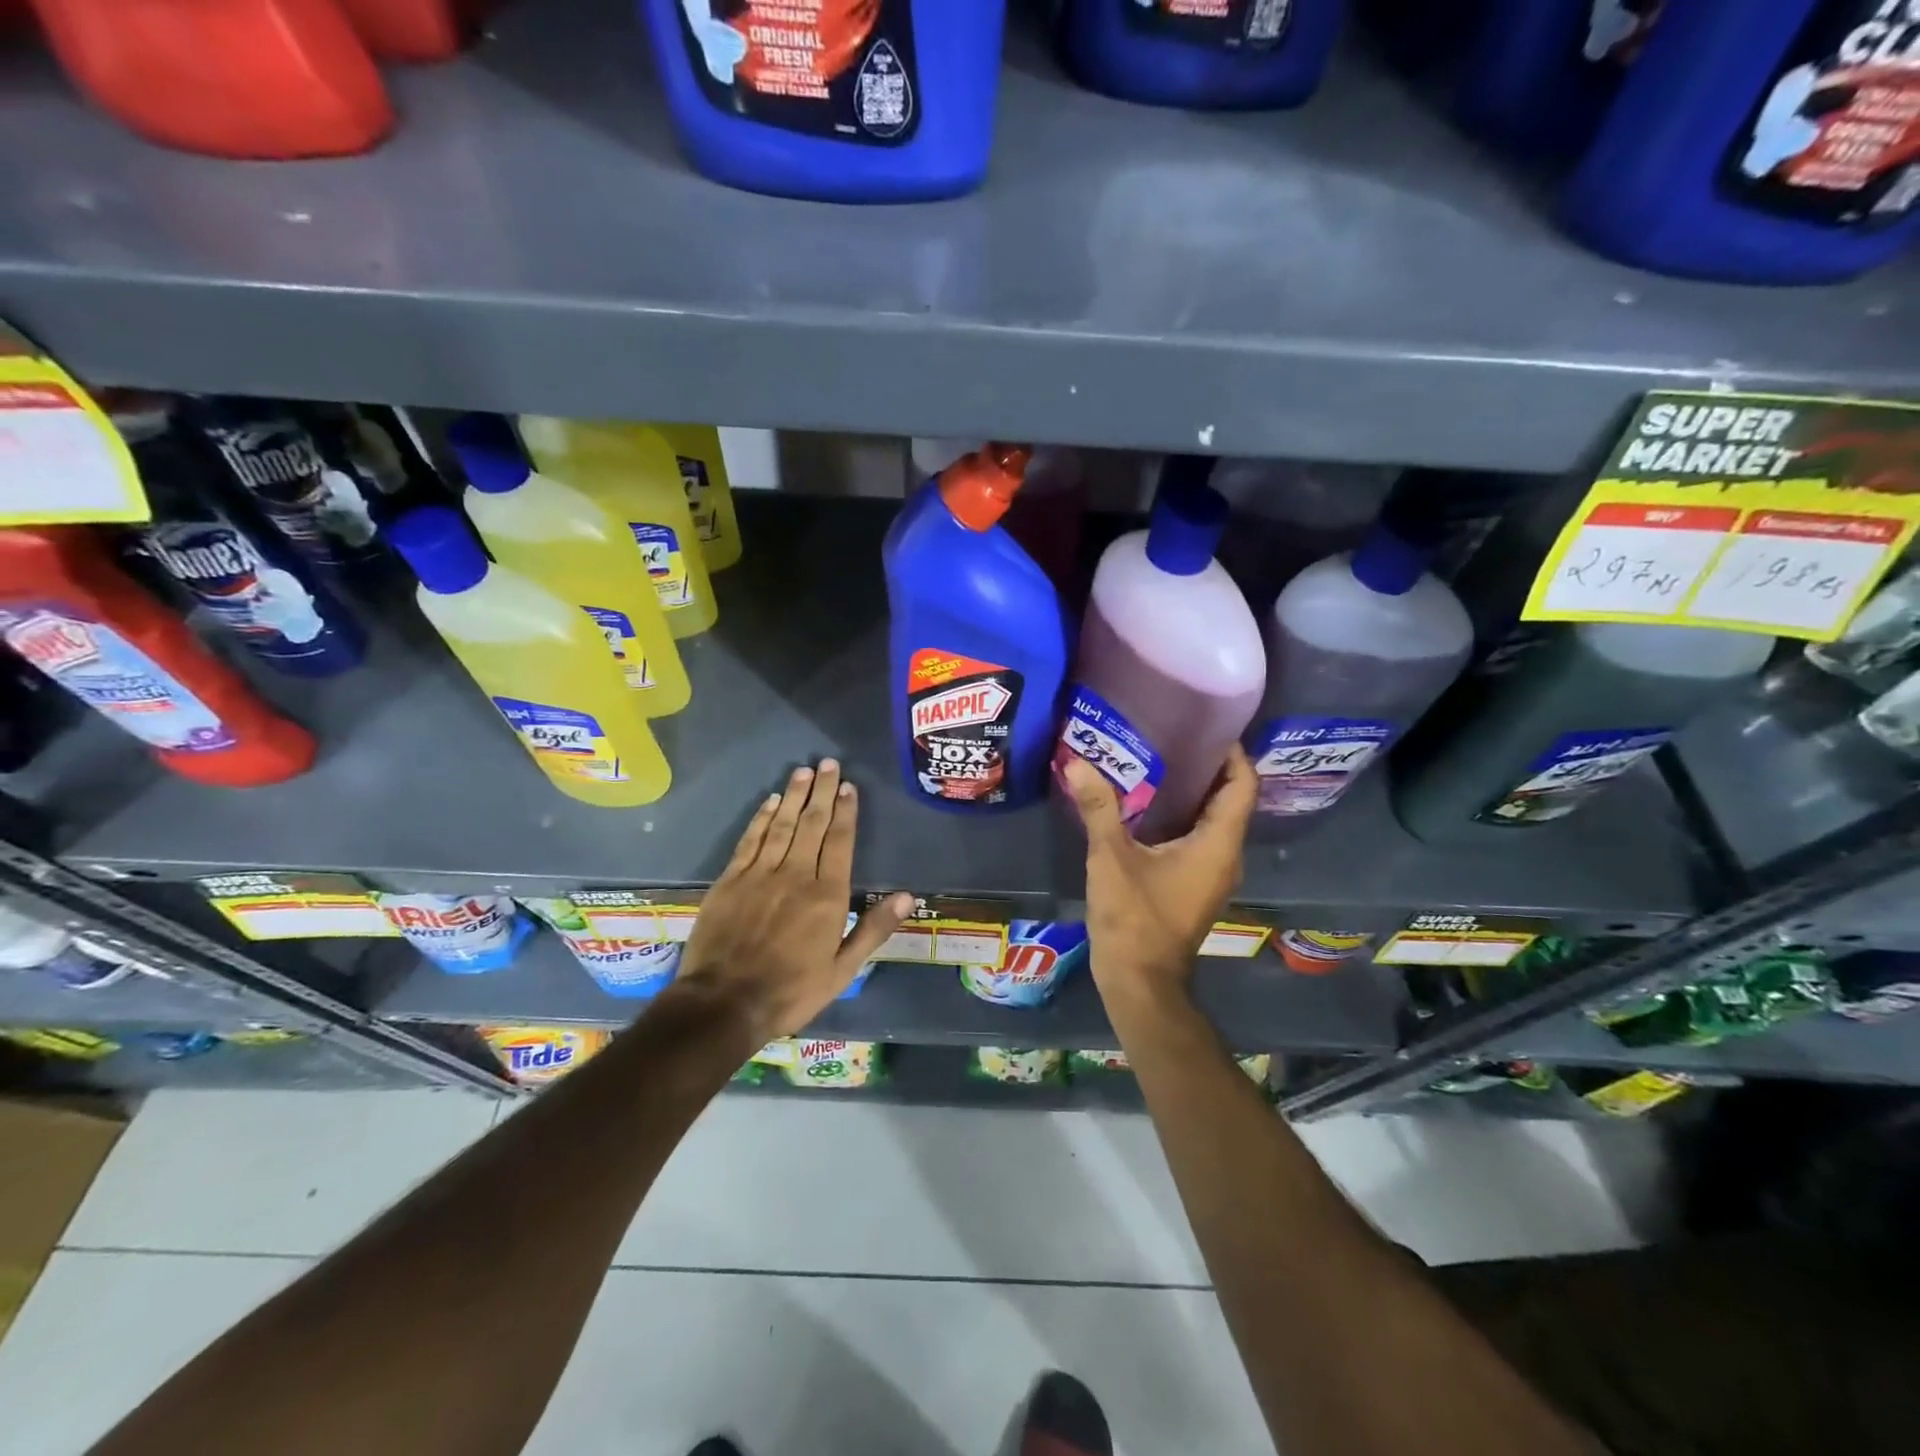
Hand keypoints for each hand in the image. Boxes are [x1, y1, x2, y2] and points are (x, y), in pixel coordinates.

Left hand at [674, 759, 912, 1042]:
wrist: (724, 1003)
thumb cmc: (791, 991)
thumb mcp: (842, 969)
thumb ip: (873, 928)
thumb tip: (908, 896)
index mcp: (828, 895)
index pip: (841, 841)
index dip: (847, 812)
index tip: (849, 787)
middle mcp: (796, 874)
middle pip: (813, 824)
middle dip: (823, 792)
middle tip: (828, 764)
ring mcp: (760, 874)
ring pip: (782, 824)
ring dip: (794, 795)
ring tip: (804, 771)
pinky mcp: (731, 880)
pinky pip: (751, 839)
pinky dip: (762, 817)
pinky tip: (770, 801)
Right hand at [1063, 746, 1256, 1009]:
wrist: (1140, 981)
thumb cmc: (1134, 918)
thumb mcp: (1111, 858)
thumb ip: (1098, 808)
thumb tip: (1077, 762)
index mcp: (1218, 844)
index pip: (1243, 785)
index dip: (1233, 754)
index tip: (1207, 726)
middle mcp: (1226, 856)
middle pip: (1230, 800)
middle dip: (1208, 766)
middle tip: (1174, 734)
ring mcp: (1213, 874)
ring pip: (1214, 820)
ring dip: (1194, 792)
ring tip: (1159, 759)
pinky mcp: (1196, 885)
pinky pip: (1200, 838)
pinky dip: (1183, 816)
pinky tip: (1149, 805)